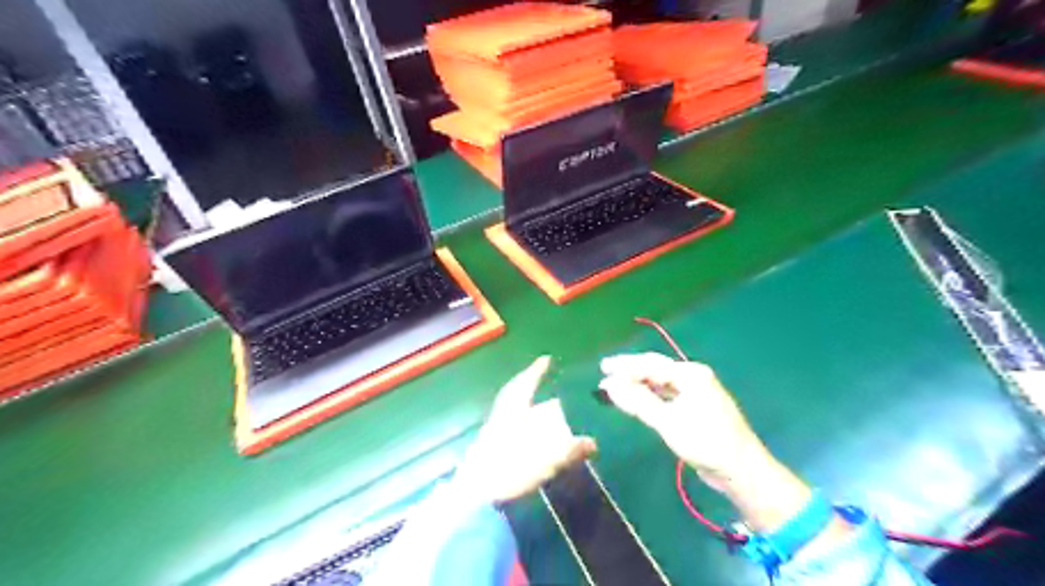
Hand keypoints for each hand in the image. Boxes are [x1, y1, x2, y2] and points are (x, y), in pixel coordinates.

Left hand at [455, 355, 600, 506]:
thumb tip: (593, 443)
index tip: (547, 359)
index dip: (537, 371)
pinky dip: (524, 425)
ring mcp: (494, 431)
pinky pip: (511, 426)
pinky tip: (533, 437)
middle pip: (517, 395)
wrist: (475, 495)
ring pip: (514, 411)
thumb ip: (570, 450)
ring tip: (546, 411)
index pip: (526, 384)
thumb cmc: (509, 470)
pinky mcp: (491, 446)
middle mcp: (502, 416)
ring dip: (529, 408)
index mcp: (513, 411)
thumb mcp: (546, 460)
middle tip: (546, 384)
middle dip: (531, 388)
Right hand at [600, 351, 811, 533]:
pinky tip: (636, 398)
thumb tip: (610, 385)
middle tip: (604, 370)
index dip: (625, 366)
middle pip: (655, 369)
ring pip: (660, 382)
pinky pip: (666, 395)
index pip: (651, 364)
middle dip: (629, 370)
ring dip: (638, 383)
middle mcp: (693, 377)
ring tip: (615, 385)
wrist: (741, 470)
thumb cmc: (705, 442)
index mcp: (690, 374)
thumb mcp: (667, 421)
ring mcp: (696, 392)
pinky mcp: (695, 408)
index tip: (603, 369)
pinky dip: (649, 395)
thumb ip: (638, 401)